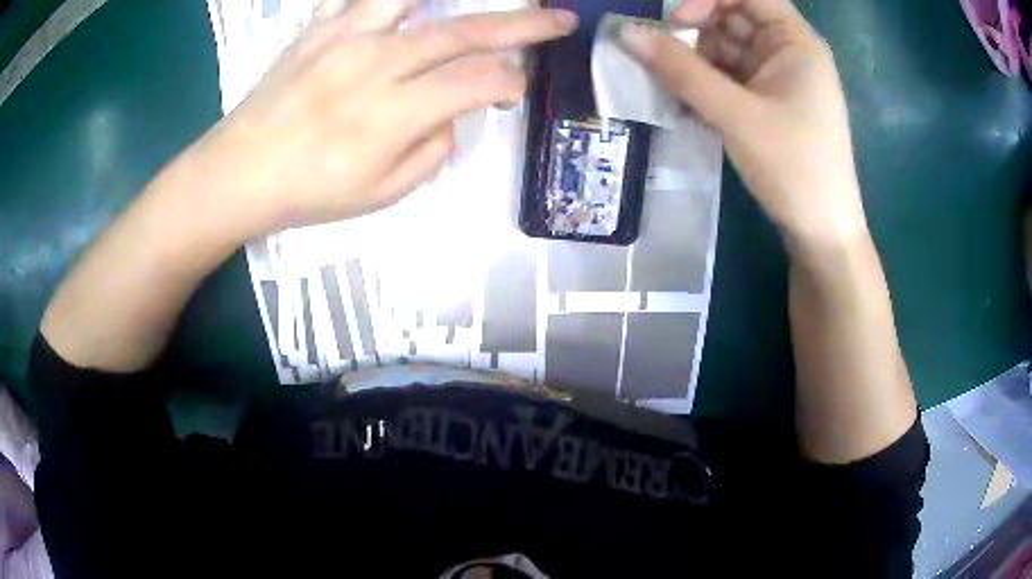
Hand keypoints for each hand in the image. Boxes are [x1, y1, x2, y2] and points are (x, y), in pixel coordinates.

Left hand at [184, 0, 576, 239]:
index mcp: (393, 113)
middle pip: (465, 32)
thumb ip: (431, 151)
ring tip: (490, 0)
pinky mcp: (320, 27)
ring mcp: (345, 37)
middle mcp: (377, 63)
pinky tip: (410, 3)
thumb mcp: (381, 195)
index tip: (512, 93)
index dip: (510, 84)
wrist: (239, 171)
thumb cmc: (309, 192)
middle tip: (560, 18)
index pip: (478, 82)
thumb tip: (452, 113)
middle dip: (524, 24)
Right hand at [622, 0, 866, 244]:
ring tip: (668, 84)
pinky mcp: (769, 104)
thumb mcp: (736, 115)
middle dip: (696, 31)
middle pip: (734, 18)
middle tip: (661, 56)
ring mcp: (779, 79)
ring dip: (695, 61)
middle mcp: (788, 52)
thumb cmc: (794, 168)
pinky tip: (685, 102)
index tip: (677, 22)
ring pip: (728, 49)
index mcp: (796, 42)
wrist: (822, 232)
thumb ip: (681, 71)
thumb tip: (626, 33)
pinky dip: (706, 84)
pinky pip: (730, 78)